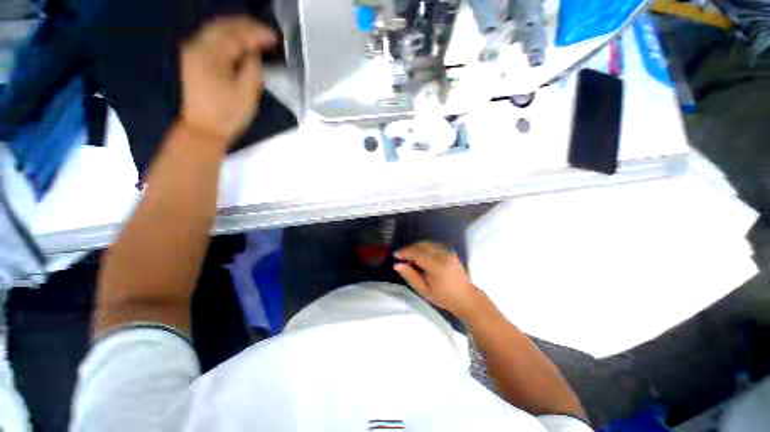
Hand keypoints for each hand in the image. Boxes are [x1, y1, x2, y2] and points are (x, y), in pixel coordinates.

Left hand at [180, 17, 276, 145]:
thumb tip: (255, 53)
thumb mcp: (247, 93)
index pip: (236, 34)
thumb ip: (253, 68)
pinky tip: (240, 44)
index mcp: (211, 55)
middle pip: (224, 25)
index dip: (257, 33)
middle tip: (268, 34)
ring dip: (238, 30)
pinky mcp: (194, 59)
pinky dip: (229, 37)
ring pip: (217, 30)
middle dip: (247, 26)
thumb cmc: (227, 115)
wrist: (204, 130)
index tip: (275, 37)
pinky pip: (213, 39)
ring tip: (257, 36)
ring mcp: (193, 52)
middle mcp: (198, 47)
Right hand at [393, 241, 486, 320]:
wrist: (466, 297)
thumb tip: (397, 265)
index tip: (395, 255)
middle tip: (401, 256)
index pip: (417, 253)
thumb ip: (410, 276)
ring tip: (409, 256)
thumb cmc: (444, 297)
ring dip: (416, 247)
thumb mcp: (424, 290)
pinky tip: (420, 255)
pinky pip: (433, 244)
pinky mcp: (450, 251)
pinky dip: (423, 247)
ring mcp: (448, 251)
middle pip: (421, 245)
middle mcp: (443, 255)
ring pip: (427, 243)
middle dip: (409, 248)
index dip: (404, 252)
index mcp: (437, 266)